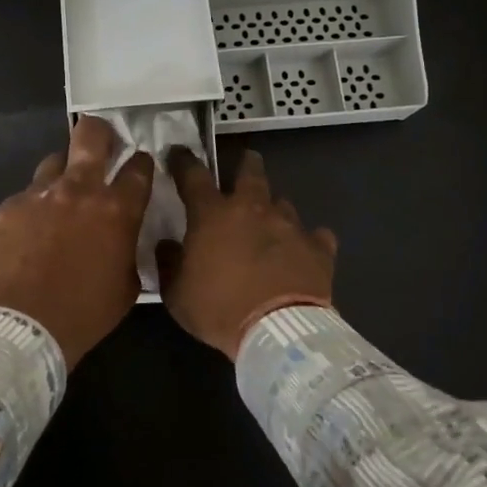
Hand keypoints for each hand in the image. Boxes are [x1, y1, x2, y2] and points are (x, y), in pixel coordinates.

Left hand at [0, 116, 154, 367]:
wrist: (25, 328)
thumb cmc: (86, 313)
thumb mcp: (127, 285)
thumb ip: (129, 249)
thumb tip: (124, 237)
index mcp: (116, 209)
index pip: (138, 168)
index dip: (141, 163)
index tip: (138, 165)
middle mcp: (79, 189)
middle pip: (91, 135)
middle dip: (101, 132)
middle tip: (103, 142)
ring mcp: (40, 194)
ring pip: (54, 161)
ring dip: (63, 173)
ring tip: (61, 195)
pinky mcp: (10, 206)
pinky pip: (27, 196)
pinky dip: (34, 207)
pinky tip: (31, 231)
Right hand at [159, 148, 336, 359]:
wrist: (279, 333)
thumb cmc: (219, 310)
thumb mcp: (177, 295)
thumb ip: (169, 264)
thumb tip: (167, 246)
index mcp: (213, 215)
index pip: (193, 175)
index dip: (184, 162)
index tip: (178, 154)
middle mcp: (252, 209)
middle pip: (250, 172)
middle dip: (246, 164)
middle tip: (245, 165)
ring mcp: (289, 225)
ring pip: (283, 203)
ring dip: (274, 210)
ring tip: (272, 224)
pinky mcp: (318, 248)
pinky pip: (315, 236)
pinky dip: (309, 241)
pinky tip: (304, 252)